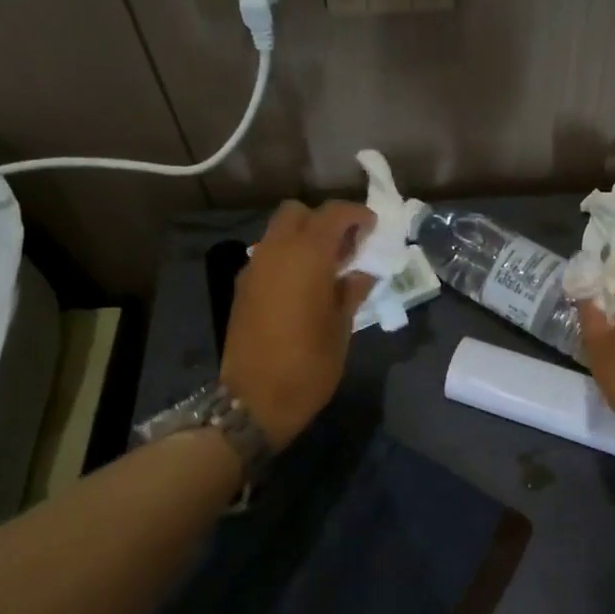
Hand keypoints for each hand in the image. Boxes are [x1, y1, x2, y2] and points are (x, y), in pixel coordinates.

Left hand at [222, 200, 376, 449]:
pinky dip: (287, 256)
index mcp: (307, 257)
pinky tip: (304, 284)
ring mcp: (254, 268)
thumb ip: (352, 291)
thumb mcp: (342, 328)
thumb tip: (361, 272)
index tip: (372, 228)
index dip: (356, 215)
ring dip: (304, 237)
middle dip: (324, 220)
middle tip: (346, 245)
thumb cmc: (308, 366)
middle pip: (297, 212)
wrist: (254, 401)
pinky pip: (268, 255)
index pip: (333, 214)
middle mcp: (276, 252)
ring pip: (279, 232)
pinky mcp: (243, 287)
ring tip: (327, 266)